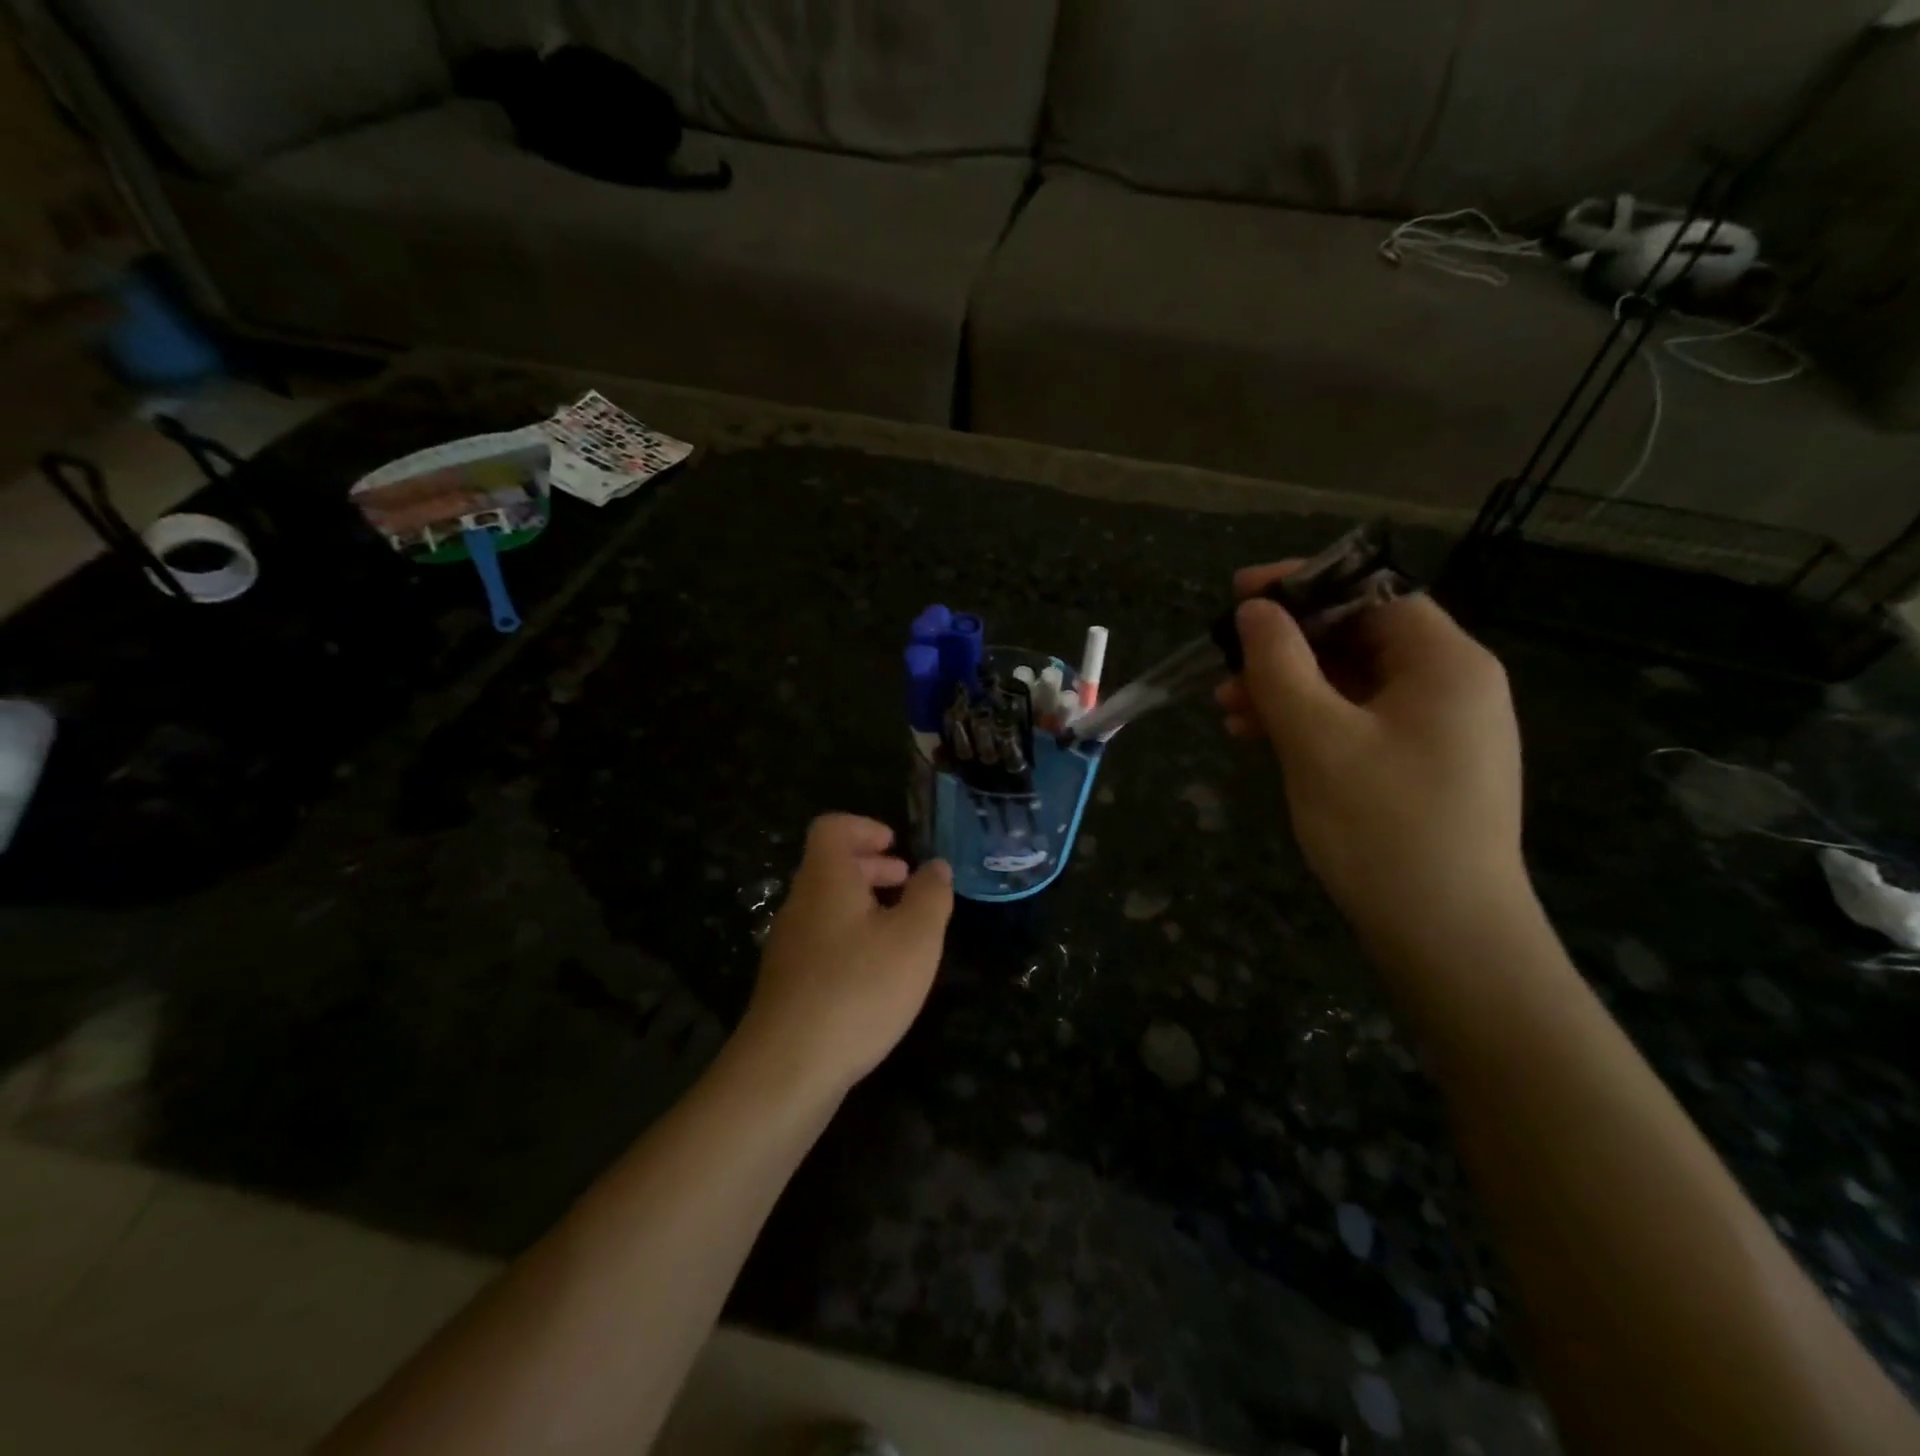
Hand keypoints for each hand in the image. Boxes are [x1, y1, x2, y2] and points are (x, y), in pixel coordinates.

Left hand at [737, 814, 952, 1097]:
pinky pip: (822, 939)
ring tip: (901, 928)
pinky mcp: (788, 982)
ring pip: (827, 905)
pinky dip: (852, 937)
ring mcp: (789, 944)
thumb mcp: (915, 938)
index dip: (865, 827)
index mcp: (826, 879)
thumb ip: (930, 896)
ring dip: (864, 904)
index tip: (896, 846)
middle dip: (872, 867)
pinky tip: (877, 972)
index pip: (832, 828)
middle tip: (907, 882)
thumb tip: (936, 867)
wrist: (788, 1067)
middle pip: (831, 866)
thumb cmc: (859, 988)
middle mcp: (800, 904)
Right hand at [1216, 565, 1526, 947]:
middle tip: (1223, 667)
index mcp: (1444, 662)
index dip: (1303, 586)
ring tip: (1228, 711)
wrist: (1445, 936)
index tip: (1240, 595)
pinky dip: (1309, 723)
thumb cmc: (1382, 826)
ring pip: (1350, 684)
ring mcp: (1437, 729)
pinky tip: (1260, 739)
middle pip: (1357, 638)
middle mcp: (1450, 685)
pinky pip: (1357, 722)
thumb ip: (1280, 665)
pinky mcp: (1419, 766)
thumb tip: (1255, 610)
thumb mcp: (1317, 738)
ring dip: (1287, 689)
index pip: (1372, 593)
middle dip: (1285, 649)